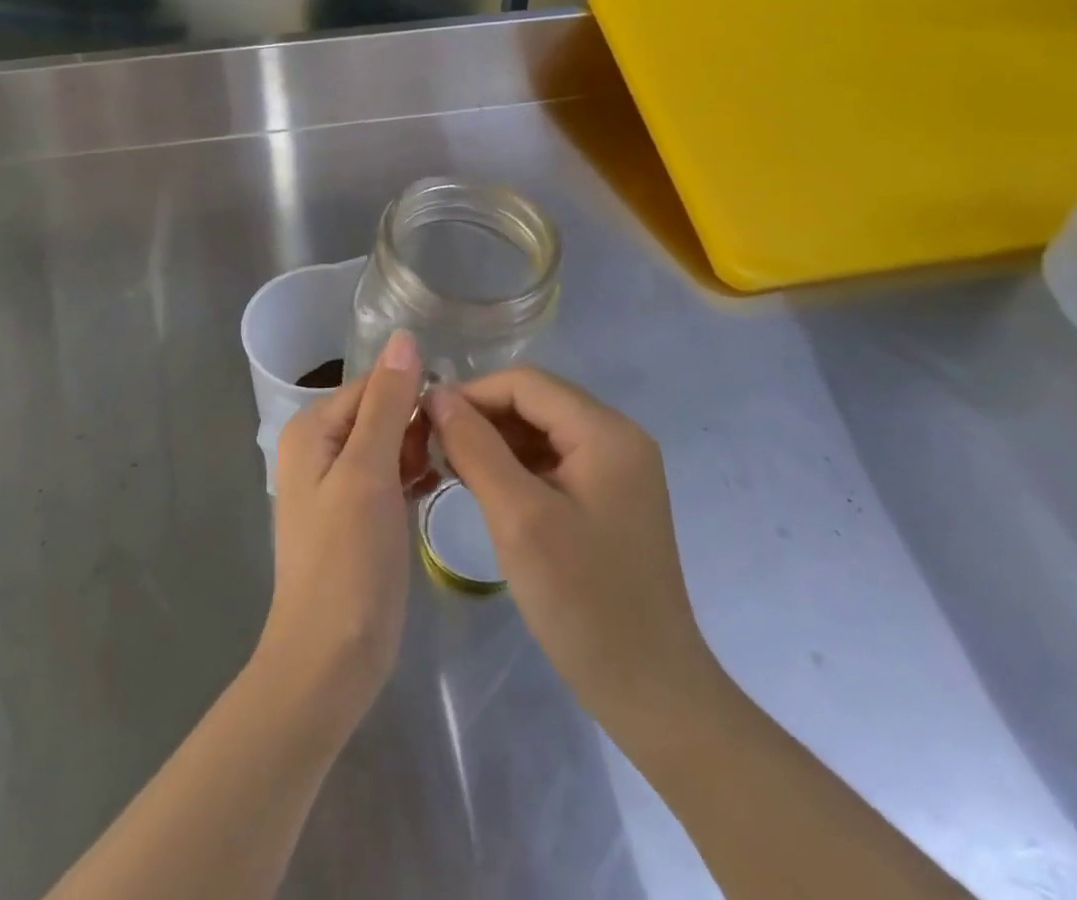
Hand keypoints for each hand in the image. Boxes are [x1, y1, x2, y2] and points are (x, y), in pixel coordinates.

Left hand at [256, 330, 434, 735]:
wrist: (330, 660)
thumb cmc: (348, 560)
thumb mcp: (368, 472)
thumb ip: (388, 403)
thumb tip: (404, 337)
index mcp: (313, 429)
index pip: (374, 385)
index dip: (414, 395)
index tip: (459, 415)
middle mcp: (320, 448)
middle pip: (381, 412)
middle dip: (418, 426)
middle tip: (456, 453)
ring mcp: (338, 483)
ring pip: (390, 443)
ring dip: (420, 450)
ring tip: (452, 469)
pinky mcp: (357, 514)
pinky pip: (390, 475)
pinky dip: (414, 475)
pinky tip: (439, 486)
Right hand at [426, 368, 717, 726]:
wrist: (651, 692)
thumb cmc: (583, 602)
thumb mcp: (518, 519)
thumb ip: (476, 448)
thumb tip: (438, 396)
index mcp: (606, 432)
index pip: (526, 383)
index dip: (472, 394)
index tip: (425, 422)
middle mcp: (618, 437)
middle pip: (536, 402)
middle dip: (483, 418)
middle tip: (435, 449)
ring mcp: (618, 468)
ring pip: (542, 430)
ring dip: (496, 442)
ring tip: (453, 469)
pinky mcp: (611, 497)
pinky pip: (555, 460)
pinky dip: (517, 467)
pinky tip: (486, 489)